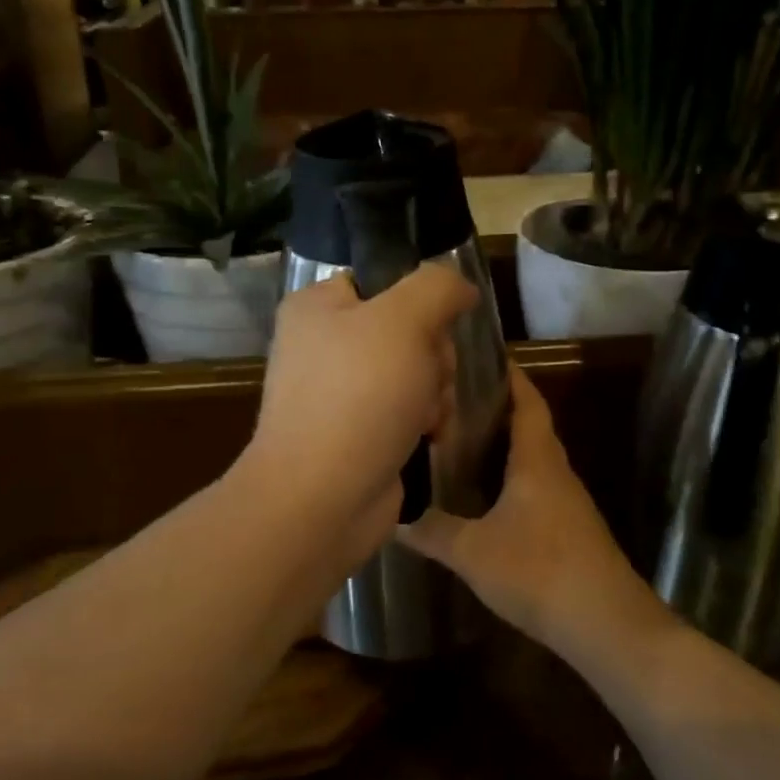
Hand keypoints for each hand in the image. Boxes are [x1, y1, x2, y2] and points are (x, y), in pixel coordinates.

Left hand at [242, 264, 476, 560]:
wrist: (322, 498)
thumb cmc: (358, 397)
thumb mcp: (403, 320)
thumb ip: (438, 287)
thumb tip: (461, 287)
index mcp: (318, 307)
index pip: (384, 281)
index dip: (420, 302)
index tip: (433, 329)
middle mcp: (325, 345)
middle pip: (410, 330)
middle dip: (433, 358)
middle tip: (428, 379)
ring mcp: (340, 393)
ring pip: (416, 372)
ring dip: (435, 393)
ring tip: (425, 417)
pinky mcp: (357, 433)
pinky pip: (408, 410)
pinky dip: (424, 423)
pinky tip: (427, 438)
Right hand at [401, 366, 674, 664]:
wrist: (606, 624)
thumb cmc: (539, 571)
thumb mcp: (472, 551)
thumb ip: (432, 530)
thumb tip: (392, 515)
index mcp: (537, 460)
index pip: (527, 401)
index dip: (509, 376)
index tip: (482, 356)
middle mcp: (556, 471)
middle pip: (529, 426)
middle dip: (497, 408)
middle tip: (454, 400)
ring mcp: (567, 502)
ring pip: (532, 459)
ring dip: (503, 446)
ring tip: (461, 442)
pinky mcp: (569, 529)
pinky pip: (536, 487)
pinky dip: (510, 478)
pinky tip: (485, 496)